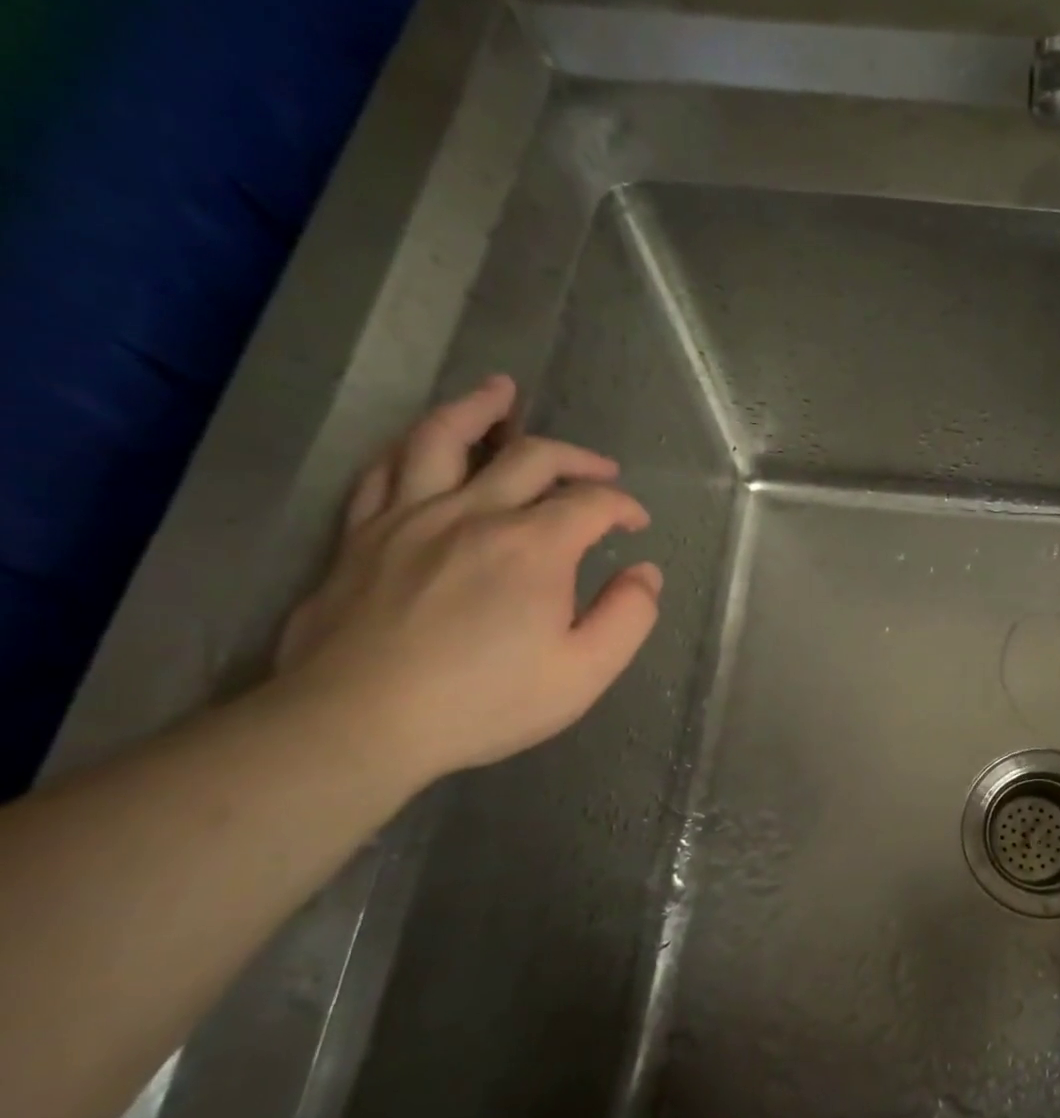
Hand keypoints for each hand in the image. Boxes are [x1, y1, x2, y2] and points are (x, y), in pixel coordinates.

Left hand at [274, 375, 661, 785]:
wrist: (358, 725)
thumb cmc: (486, 702)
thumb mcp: (585, 673)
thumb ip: (629, 616)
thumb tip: (644, 573)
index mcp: (534, 546)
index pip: (592, 502)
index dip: (623, 505)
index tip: (637, 523)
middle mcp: (473, 514)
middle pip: (529, 457)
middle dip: (575, 457)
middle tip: (599, 468)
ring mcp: (409, 519)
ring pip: (442, 439)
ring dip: (478, 410)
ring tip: (499, 392)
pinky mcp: (360, 537)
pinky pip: (383, 472)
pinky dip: (410, 449)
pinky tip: (423, 446)